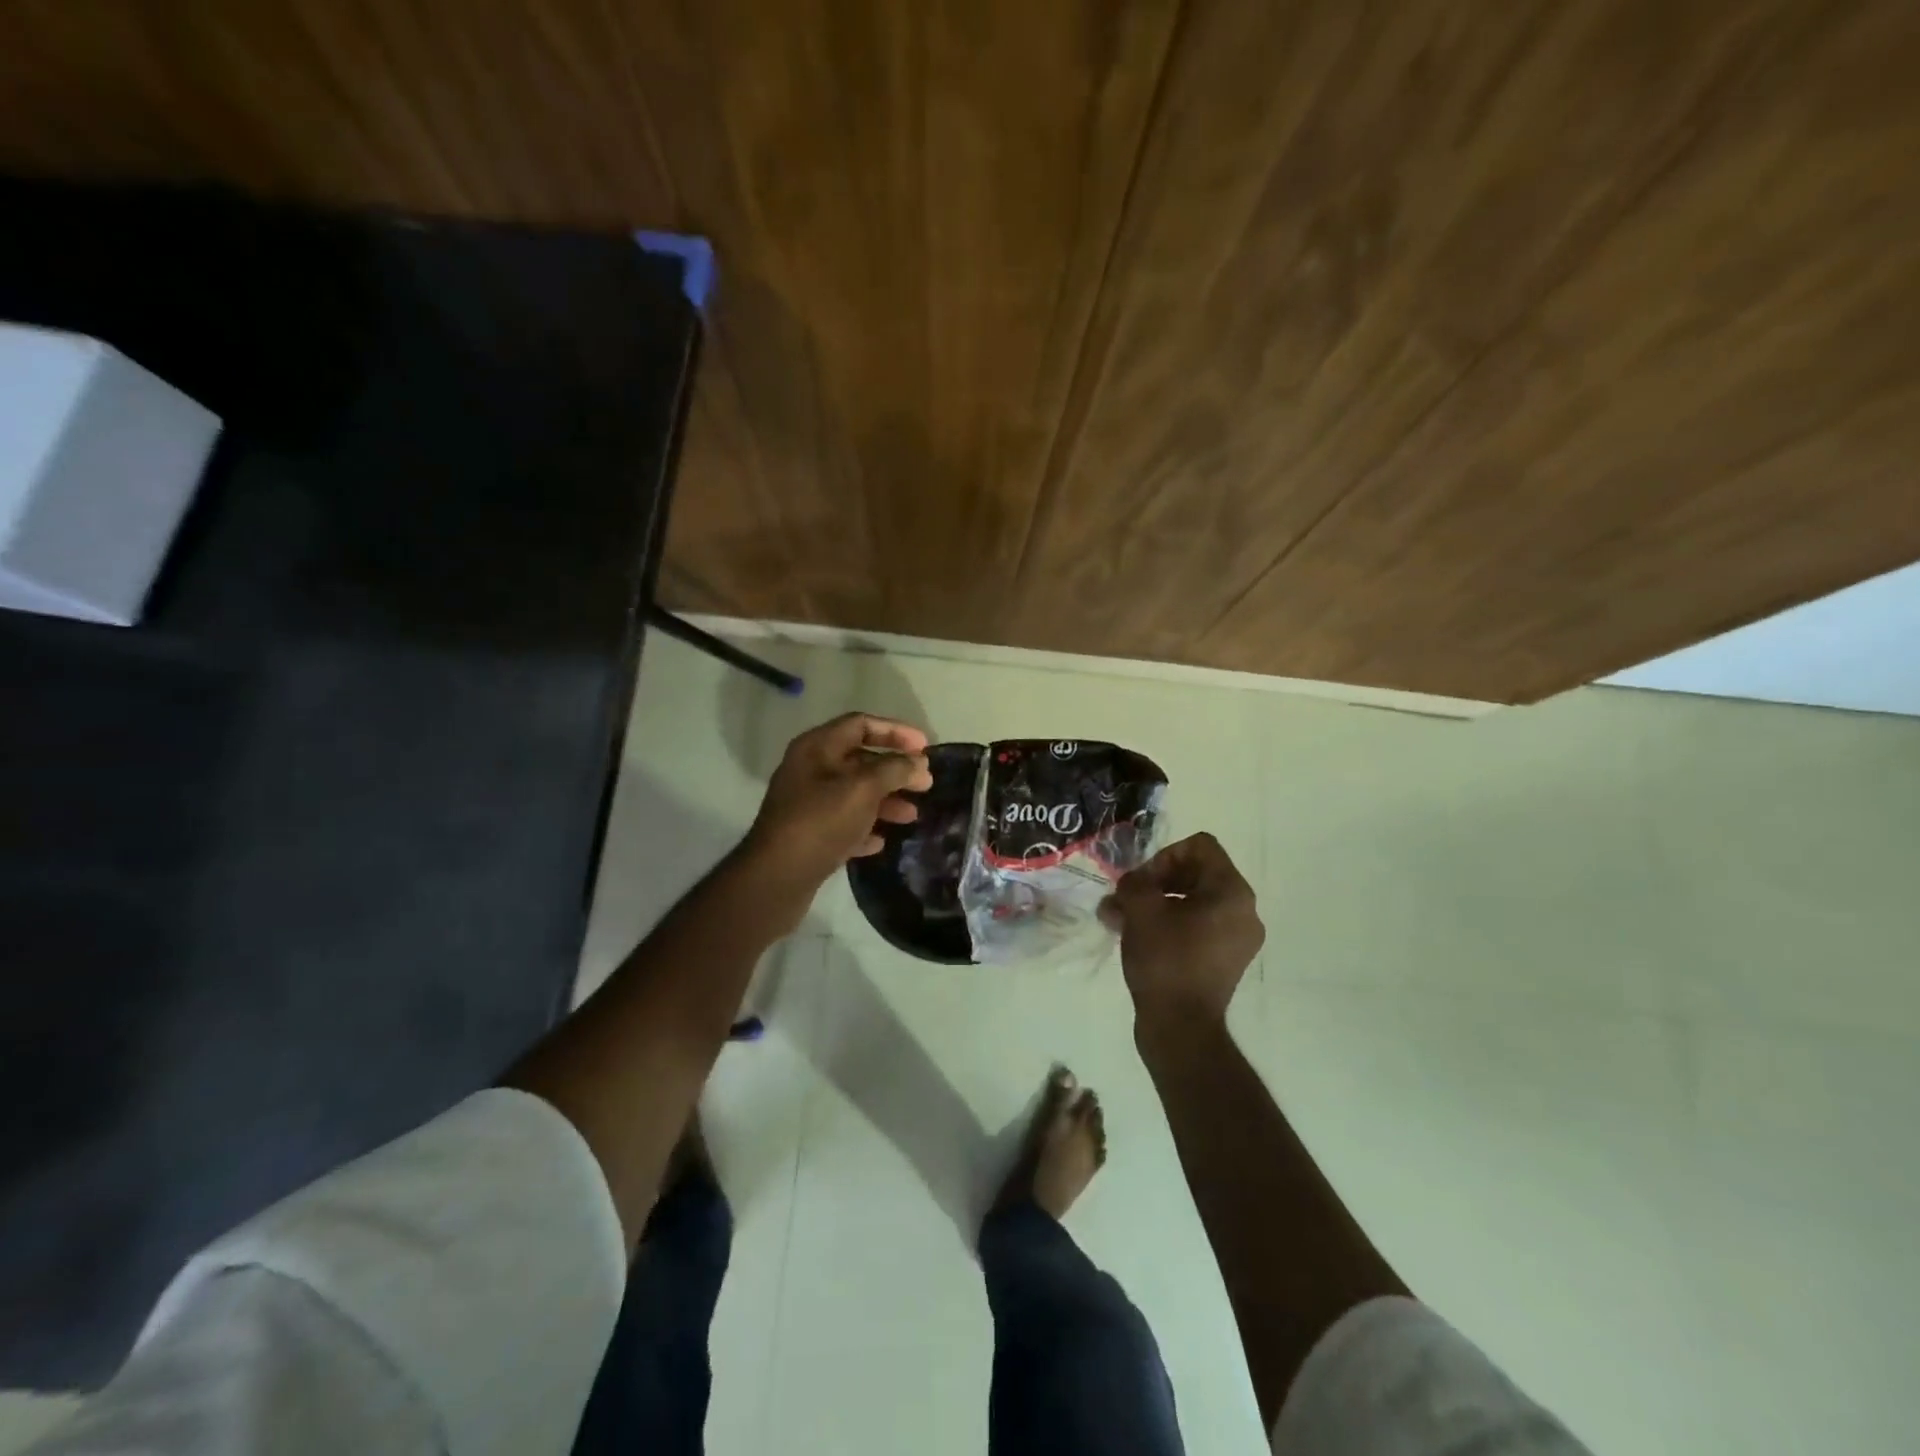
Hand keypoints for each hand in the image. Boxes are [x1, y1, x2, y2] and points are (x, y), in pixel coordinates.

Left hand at [740, 713, 932, 899]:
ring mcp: (806, 803)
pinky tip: (881, 841)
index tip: (925, 748)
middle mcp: (809, 769)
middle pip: (860, 759)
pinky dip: (865, 827)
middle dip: (895, 770)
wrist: (776, 877)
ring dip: (885, 801)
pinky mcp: (808, 834)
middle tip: (925, 785)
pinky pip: (843, 823)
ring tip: (911, 816)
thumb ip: (895, 770)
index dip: (896, 731)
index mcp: (816, 747)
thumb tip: (918, 762)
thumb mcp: (863, 789)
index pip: (861, 724)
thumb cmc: (821, 822)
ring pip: (854, 793)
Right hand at [1103, 833, 1264, 1031]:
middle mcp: (1244, 911)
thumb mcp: (1141, 910)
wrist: (1181, 1028)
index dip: (1165, 856)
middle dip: (1154, 881)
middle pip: (1196, 872)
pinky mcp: (1224, 960)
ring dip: (1154, 903)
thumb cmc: (1165, 961)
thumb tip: (1133, 884)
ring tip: (1118, 918)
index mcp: (1232, 892)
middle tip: (1125, 899)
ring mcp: (1237, 938)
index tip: (1143, 883)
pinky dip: (1167, 924)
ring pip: (1191, 901)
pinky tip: (1134, 936)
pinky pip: (1196, 926)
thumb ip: (1135, 882)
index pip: (1200, 846)